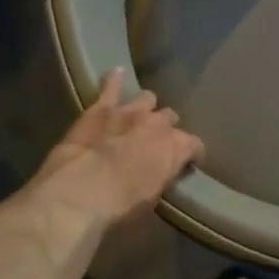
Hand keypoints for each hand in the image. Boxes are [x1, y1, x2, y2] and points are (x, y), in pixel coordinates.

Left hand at [35, 68, 203, 224]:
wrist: (84, 189)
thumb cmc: (123, 205)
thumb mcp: (153, 198)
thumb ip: (161, 179)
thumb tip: (160, 174)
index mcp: (177, 148)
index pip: (194, 145)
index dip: (191, 153)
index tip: (188, 162)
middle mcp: (159, 124)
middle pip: (170, 118)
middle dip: (165, 128)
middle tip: (156, 142)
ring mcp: (130, 112)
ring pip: (147, 99)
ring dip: (145, 107)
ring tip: (139, 116)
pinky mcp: (101, 108)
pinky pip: (111, 87)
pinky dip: (114, 81)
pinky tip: (116, 73)